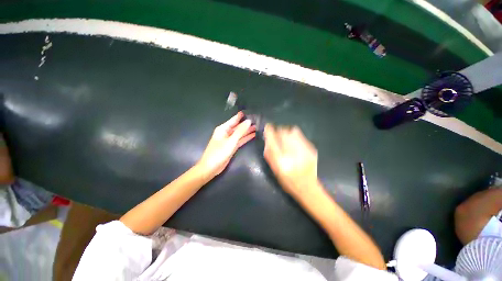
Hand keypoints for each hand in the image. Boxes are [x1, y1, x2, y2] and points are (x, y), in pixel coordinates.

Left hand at [198, 112, 255, 177]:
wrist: (211, 167)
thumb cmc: (219, 153)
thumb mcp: (231, 141)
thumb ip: (240, 131)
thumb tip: (248, 121)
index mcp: (223, 129)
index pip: (234, 120)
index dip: (241, 116)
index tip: (250, 112)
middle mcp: (226, 133)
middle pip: (238, 127)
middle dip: (246, 124)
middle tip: (257, 120)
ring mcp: (229, 140)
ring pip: (240, 134)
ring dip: (247, 131)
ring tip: (257, 127)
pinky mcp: (231, 147)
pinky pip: (240, 140)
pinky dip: (246, 138)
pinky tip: (253, 135)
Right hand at [263, 124, 321, 199]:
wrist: (308, 187)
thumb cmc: (287, 181)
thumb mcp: (274, 170)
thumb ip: (269, 154)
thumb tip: (267, 140)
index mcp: (281, 161)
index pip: (273, 140)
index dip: (269, 131)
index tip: (267, 127)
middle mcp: (292, 154)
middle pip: (283, 132)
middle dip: (278, 131)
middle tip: (277, 135)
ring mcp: (304, 150)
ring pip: (292, 131)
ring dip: (286, 132)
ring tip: (286, 139)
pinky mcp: (311, 149)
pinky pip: (300, 135)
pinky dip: (294, 135)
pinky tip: (294, 142)